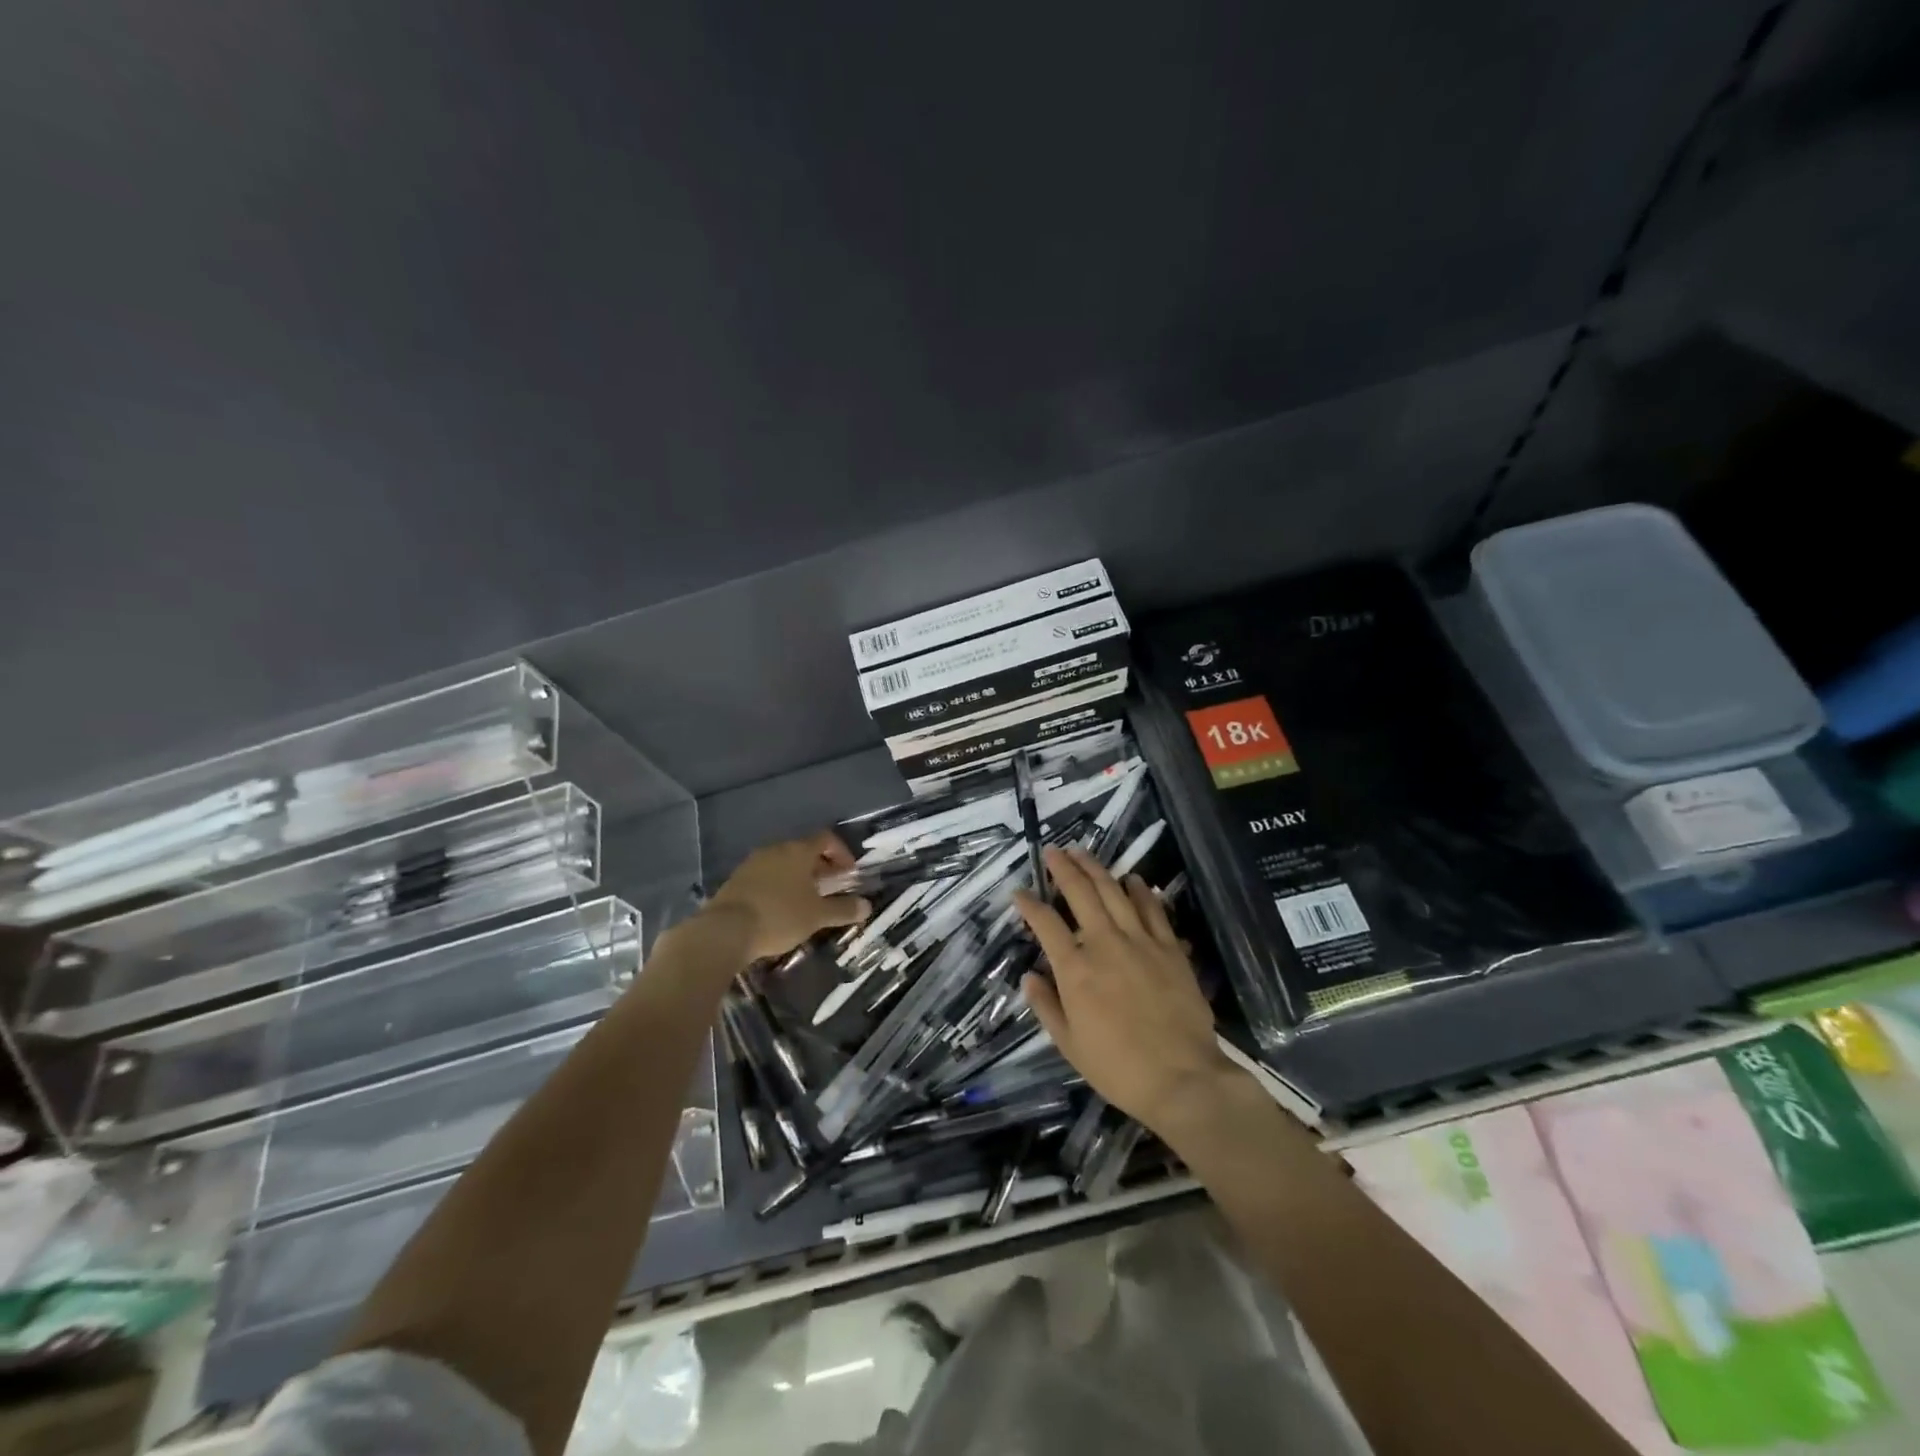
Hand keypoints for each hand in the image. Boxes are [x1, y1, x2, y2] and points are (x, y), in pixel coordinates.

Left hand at [706, 832, 871, 961]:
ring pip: (784, 863)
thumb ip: (844, 909)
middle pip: (804, 850)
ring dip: (799, 876)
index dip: (841, 853)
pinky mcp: (737, 879)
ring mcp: (753, 863)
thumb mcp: (817, 916)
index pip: (826, 838)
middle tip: (832, 887)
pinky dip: (779, 885)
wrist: (724, 930)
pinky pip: (766, 875)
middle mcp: (776, 849)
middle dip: (821, 866)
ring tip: (807, 900)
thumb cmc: (779, 916)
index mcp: (798, 851)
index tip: (849, 873)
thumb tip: (867, 906)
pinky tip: (780, 908)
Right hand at [1014, 846, 1241, 1136]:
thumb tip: (1029, 975)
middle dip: (1063, 868)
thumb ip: (1046, 1005)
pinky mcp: (1170, 948)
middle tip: (1053, 851)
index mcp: (1075, 969)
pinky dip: (1141, 891)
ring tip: (1083, 852)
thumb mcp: (1069, 1045)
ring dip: (1097, 868)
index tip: (1019, 892)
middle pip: (1080, 893)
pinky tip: (1133, 879)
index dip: (1029, 904)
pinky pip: (1153, 910)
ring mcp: (1141, 942)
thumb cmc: (1118, 1067)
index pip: (1045, 923)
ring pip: (1115, 892)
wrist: (1182, 1078)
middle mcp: (1105, 944)